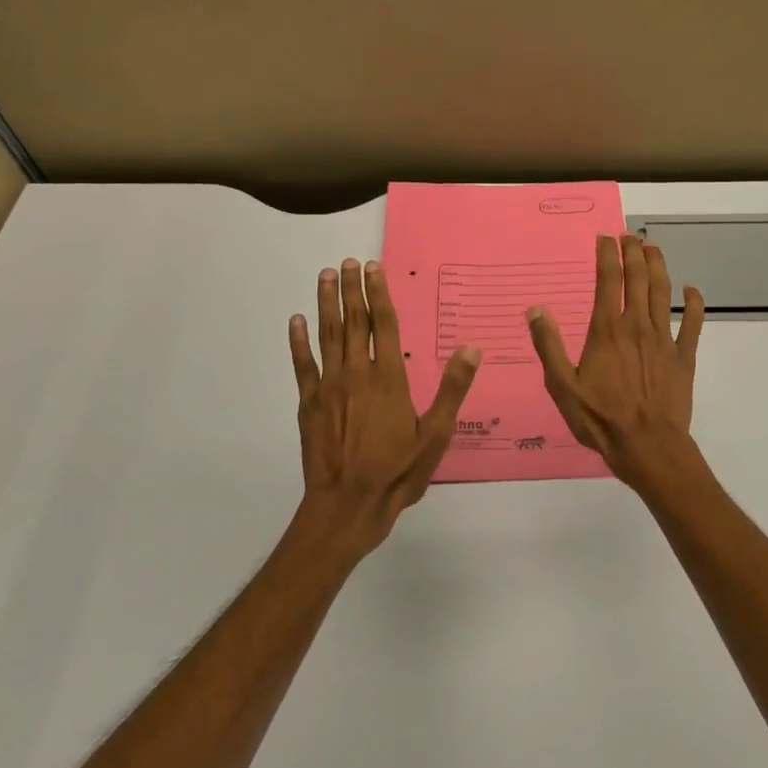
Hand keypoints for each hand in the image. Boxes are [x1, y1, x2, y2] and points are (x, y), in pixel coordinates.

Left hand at [289, 259, 480, 555]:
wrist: (348, 505)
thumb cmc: (397, 472)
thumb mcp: (436, 435)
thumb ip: (453, 389)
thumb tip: (471, 349)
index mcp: (389, 378)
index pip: (385, 325)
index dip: (379, 294)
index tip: (373, 267)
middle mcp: (357, 373)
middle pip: (354, 322)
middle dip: (352, 289)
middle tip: (348, 262)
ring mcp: (329, 387)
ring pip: (327, 335)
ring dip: (326, 303)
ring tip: (326, 276)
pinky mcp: (309, 404)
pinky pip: (303, 365)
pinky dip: (299, 341)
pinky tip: (296, 320)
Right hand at [527, 233, 705, 491]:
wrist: (648, 446)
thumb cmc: (601, 419)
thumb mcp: (563, 387)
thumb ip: (549, 346)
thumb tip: (535, 310)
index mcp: (607, 330)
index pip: (608, 281)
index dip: (607, 256)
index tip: (605, 237)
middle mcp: (637, 326)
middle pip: (638, 279)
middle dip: (634, 253)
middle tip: (631, 235)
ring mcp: (664, 340)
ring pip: (663, 293)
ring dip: (659, 267)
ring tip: (653, 248)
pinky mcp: (683, 357)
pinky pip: (692, 324)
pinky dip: (694, 304)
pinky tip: (692, 290)